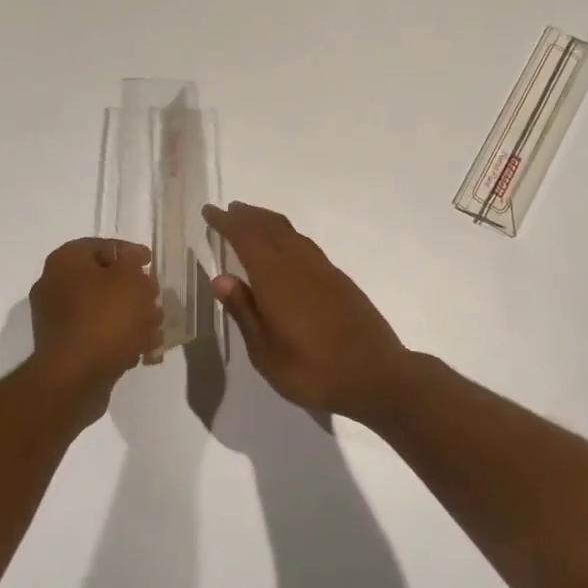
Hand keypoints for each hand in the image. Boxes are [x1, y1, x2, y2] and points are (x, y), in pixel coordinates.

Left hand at [28, 238, 162, 425]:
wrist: (75, 377)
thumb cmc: (106, 318)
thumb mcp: (131, 280)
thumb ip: (134, 263)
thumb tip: (130, 261)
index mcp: (65, 262)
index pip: (101, 246)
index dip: (130, 253)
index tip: (150, 264)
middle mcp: (54, 286)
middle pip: (103, 280)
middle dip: (134, 291)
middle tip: (155, 300)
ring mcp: (56, 320)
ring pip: (102, 310)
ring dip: (131, 317)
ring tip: (155, 330)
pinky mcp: (64, 348)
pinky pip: (96, 335)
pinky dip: (118, 339)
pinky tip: (142, 351)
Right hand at [202, 202, 413, 421]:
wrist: (377, 376)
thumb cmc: (313, 371)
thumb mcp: (266, 353)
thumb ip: (244, 312)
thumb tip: (220, 278)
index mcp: (276, 279)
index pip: (246, 237)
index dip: (226, 222)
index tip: (210, 211)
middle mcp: (300, 265)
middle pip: (270, 227)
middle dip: (247, 216)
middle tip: (229, 210)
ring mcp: (324, 271)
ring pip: (291, 233)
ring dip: (269, 222)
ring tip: (253, 222)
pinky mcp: (340, 281)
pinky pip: (306, 246)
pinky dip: (288, 237)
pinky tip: (286, 250)